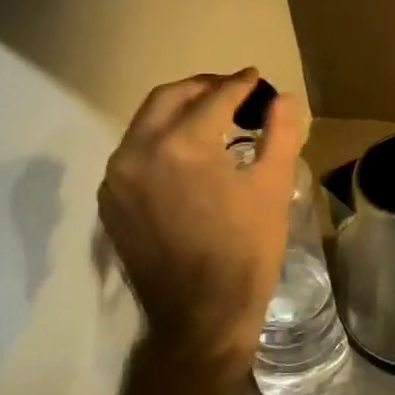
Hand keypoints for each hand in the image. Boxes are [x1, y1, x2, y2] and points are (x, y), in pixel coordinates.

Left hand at [99, 69, 305, 382]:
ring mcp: (117, 178)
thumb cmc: (246, 251)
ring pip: (146, 123)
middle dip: (204, 88)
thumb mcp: (273, 188)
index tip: (257, 78)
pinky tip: (186, 155)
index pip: (214, 98)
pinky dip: (160, 141)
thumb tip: (284, 98)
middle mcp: (138, 151)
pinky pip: (134, 153)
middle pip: (169, 98)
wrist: (201, 316)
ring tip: (212, 120)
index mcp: (182, 145)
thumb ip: (280, 133)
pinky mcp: (110, 201)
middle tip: (234, 92)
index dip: (240, 84)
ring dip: (179, 112)